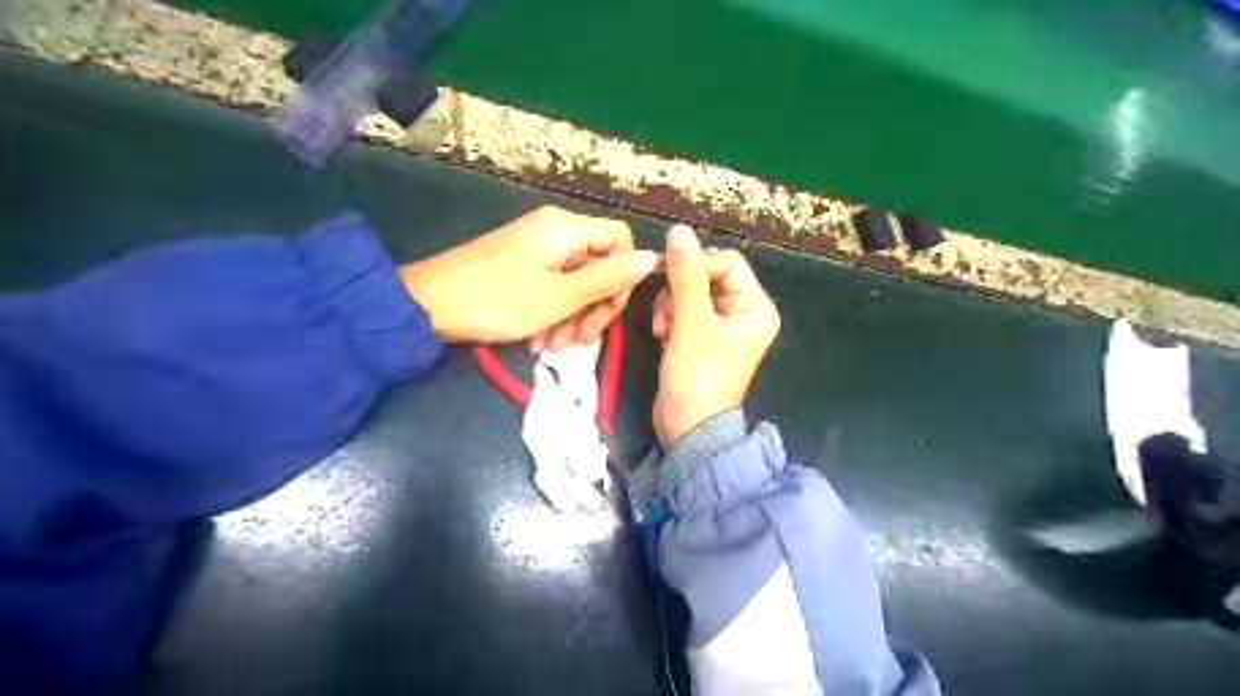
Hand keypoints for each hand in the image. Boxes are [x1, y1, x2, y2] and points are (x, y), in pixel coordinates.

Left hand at [405, 207, 657, 348]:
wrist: (427, 306)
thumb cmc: (498, 301)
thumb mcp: (560, 297)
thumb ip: (608, 278)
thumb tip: (653, 258)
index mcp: (566, 228)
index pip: (620, 241)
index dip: (623, 277)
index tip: (608, 312)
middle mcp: (554, 231)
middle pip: (599, 264)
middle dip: (595, 306)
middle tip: (581, 341)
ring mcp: (536, 249)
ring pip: (576, 281)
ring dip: (574, 317)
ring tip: (555, 348)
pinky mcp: (521, 265)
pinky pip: (553, 286)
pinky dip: (554, 313)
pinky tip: (541, 340)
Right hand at [654, 227, 777, 448]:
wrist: (687, 428)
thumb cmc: (698, 377)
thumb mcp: (692, 323)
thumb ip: (685, 276)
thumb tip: (679, 230)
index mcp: (754, 307)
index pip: (726, 262)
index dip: (696, 266)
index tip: (667, 277)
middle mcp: (742, 313)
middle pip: (706, 276)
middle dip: (679, 291)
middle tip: (667, 315)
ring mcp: (720, 327)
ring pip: (689, 293)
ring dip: (670, 306)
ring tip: (663, 331)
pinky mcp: (700, 338)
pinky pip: (682, 311)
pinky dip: (669, 319)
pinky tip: (662, 338)